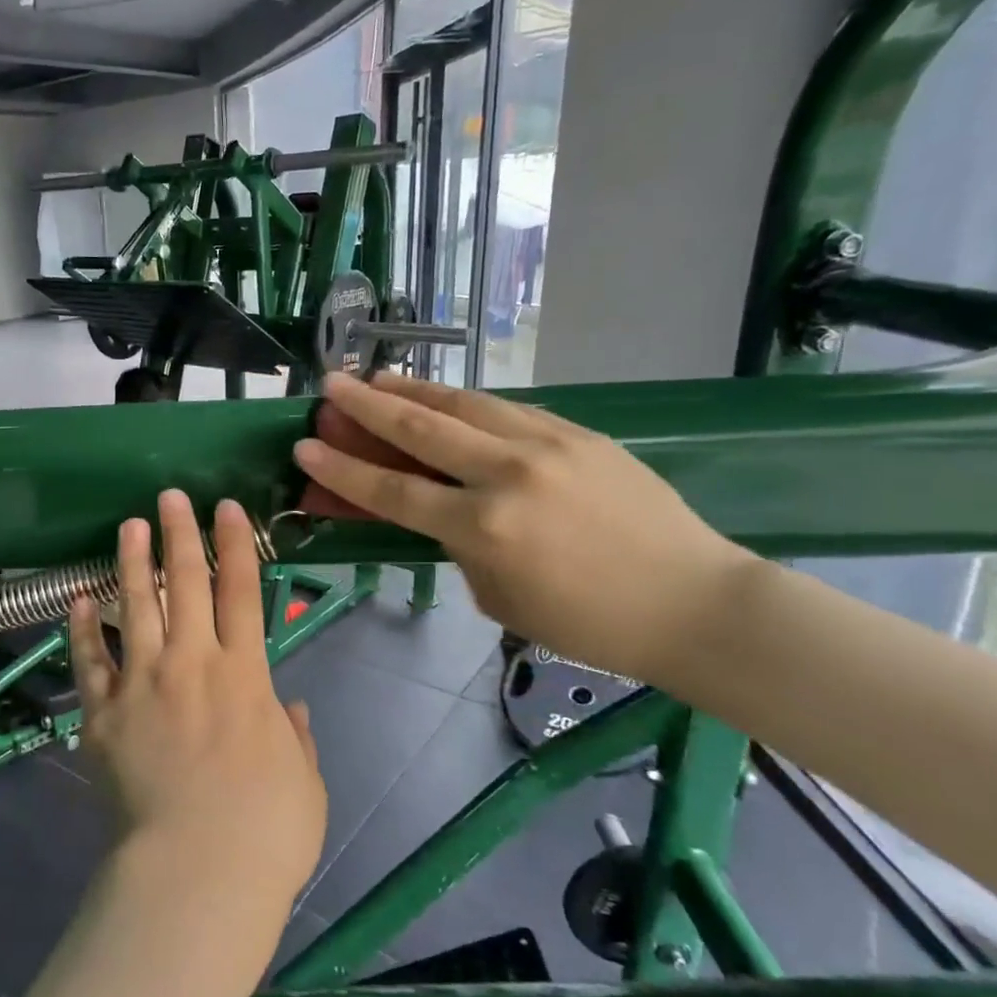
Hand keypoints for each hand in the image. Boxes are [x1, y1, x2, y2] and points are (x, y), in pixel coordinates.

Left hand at [69, 491, 325, 912]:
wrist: (195, 876)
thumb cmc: (266, 834)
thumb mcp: (305, 783)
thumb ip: (296, 738)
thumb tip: (291, 707)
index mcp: (246, 676)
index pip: (243, 592)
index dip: (235, 545)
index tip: (226, 507)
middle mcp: (192, 664)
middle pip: (186, 584)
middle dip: (180, 535)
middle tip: (170, 497)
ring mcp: (142, 685)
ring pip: (135, 607)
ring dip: (132, 562)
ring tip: (128, 526)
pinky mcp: (102, 715)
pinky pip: (89, 662)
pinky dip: (81, 628)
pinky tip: (76, 599)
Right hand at [293, 373, 752, 685]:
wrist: (692, 600)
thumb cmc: (587, 621)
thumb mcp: (498, 597)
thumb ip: (459, 546)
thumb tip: (438, 510)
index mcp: (483, 528)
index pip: (391, 490)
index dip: (341, 468)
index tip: (305, 445)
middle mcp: (507, 474)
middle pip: (420, 429)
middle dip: (366, 404)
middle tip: (330, 385)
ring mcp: (547, 445)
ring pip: (464, 404)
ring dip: (414, 389)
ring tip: (378, 375)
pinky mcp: (578, 433)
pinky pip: (506, 410)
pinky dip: (465, 403)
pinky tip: (445, 399)